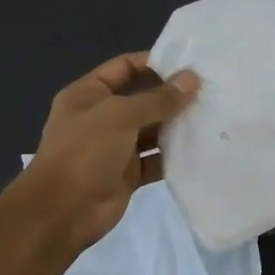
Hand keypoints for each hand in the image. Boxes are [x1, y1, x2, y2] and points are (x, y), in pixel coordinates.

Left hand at [19, 52, 198, 253]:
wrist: (63, 211)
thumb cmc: (85, 152)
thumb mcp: (120, 116)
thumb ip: (158, 99)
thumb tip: (192, 79)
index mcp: (89, 95)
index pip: (124, 67)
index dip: (154, 62)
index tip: (189, 65)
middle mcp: (101, 118)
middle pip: (142, 99)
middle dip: (172, 95)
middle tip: (210, 91)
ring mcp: (115, 147)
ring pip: (152, 130)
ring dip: (177, 125)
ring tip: (212, 117)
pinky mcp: (128, 174)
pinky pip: (156, 159)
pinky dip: (175, 155)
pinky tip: (201, 149)